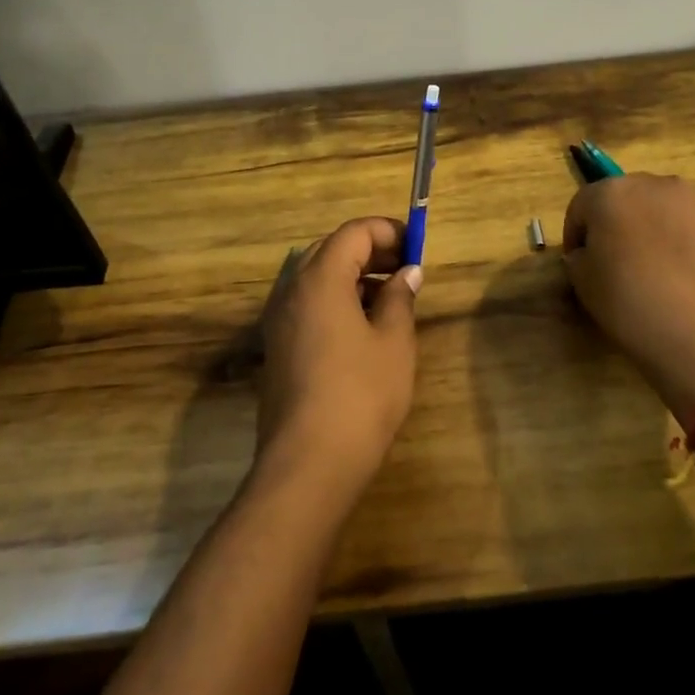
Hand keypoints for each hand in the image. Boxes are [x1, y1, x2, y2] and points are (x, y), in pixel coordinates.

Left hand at [256, 217, 421, 493]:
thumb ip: (400, 298)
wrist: (308, 463)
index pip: (353, 233)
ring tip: (391, 297)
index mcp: (320, 279)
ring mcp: (279, 320)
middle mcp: (292, 290)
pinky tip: (363, 326)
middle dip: (371, 251)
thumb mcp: (393, 342)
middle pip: (331, 250)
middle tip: (407, 268)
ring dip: (353, 276)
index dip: (387, 231)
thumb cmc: (360, 394)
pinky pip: (308, 305)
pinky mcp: (277, 347)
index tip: (417, 246)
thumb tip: (407, 273)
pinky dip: (336, 300)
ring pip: (317, 278)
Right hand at [562, 174, 694, 418]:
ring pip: (660, 209)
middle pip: (624, 198)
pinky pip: (689, 226)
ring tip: (653, 269)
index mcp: (612, 193)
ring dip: (650, 230)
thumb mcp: (584, 284)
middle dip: (615, 224)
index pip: (581, 206)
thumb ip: (580, 257)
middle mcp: (654, 184)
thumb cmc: (633, 306)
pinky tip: (682, 277)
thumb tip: (589, 253)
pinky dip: (680, 242)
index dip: (576, 235)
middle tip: (614, 262)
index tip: (578, 262)